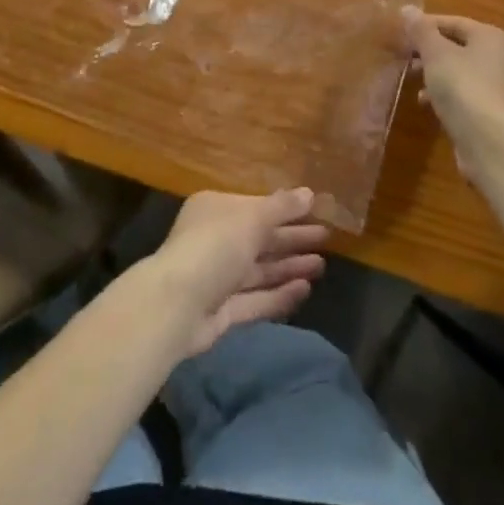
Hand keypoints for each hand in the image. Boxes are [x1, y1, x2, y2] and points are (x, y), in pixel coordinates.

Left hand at [144, 190, 329, 357]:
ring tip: (322, 265)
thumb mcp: (252, 218)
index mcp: (216, 209)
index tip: (315, 211)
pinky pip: (255, 299)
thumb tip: (310, 193)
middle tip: (327, 238)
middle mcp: (216, 240)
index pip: (257, 207)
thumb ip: (282, 207)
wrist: (176, 306)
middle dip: (292, 239)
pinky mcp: (222, 311)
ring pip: (260, 269)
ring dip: (290, 266)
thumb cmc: (215, 246)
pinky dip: (279, 294)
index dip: (286, 210)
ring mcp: (218, 277)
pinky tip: (305, 289)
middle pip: (260, 238)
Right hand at [405, 11, 503, 156]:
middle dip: (427, 50)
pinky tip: (425, 102)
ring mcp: (496, 86)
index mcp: (490, 37)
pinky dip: (443, 93)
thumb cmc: (462, 86)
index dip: (425, 25)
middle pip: (456, 46)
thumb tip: (407, 9)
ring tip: (411, 78)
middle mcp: (498, 57)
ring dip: (433, 72)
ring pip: (457, 70)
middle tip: (403, 55)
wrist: (489, 141)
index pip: (453, 21)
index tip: (400, 33)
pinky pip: (461, 93)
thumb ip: (421, 31)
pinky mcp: (489, 111)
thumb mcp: (436, 53)